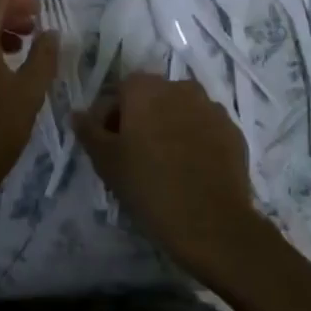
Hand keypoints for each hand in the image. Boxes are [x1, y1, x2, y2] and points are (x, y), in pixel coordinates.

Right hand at [72, 74, 268, 273]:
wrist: (211, 223)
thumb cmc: (149, 187)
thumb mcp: (107, 162)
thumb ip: (89, 131)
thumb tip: (77, 114)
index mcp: (145, 89)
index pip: (119, 91)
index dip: (109, 116)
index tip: (107, 145)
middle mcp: (180, 87)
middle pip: (152, 97)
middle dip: (140, 118)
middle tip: (133, 154)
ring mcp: (211, 107)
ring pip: (181, 111)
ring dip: (169, 126)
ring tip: (164, 162)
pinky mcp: (233, 130)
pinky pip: (205, 128)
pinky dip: (195, 139)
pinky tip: (190, 168)